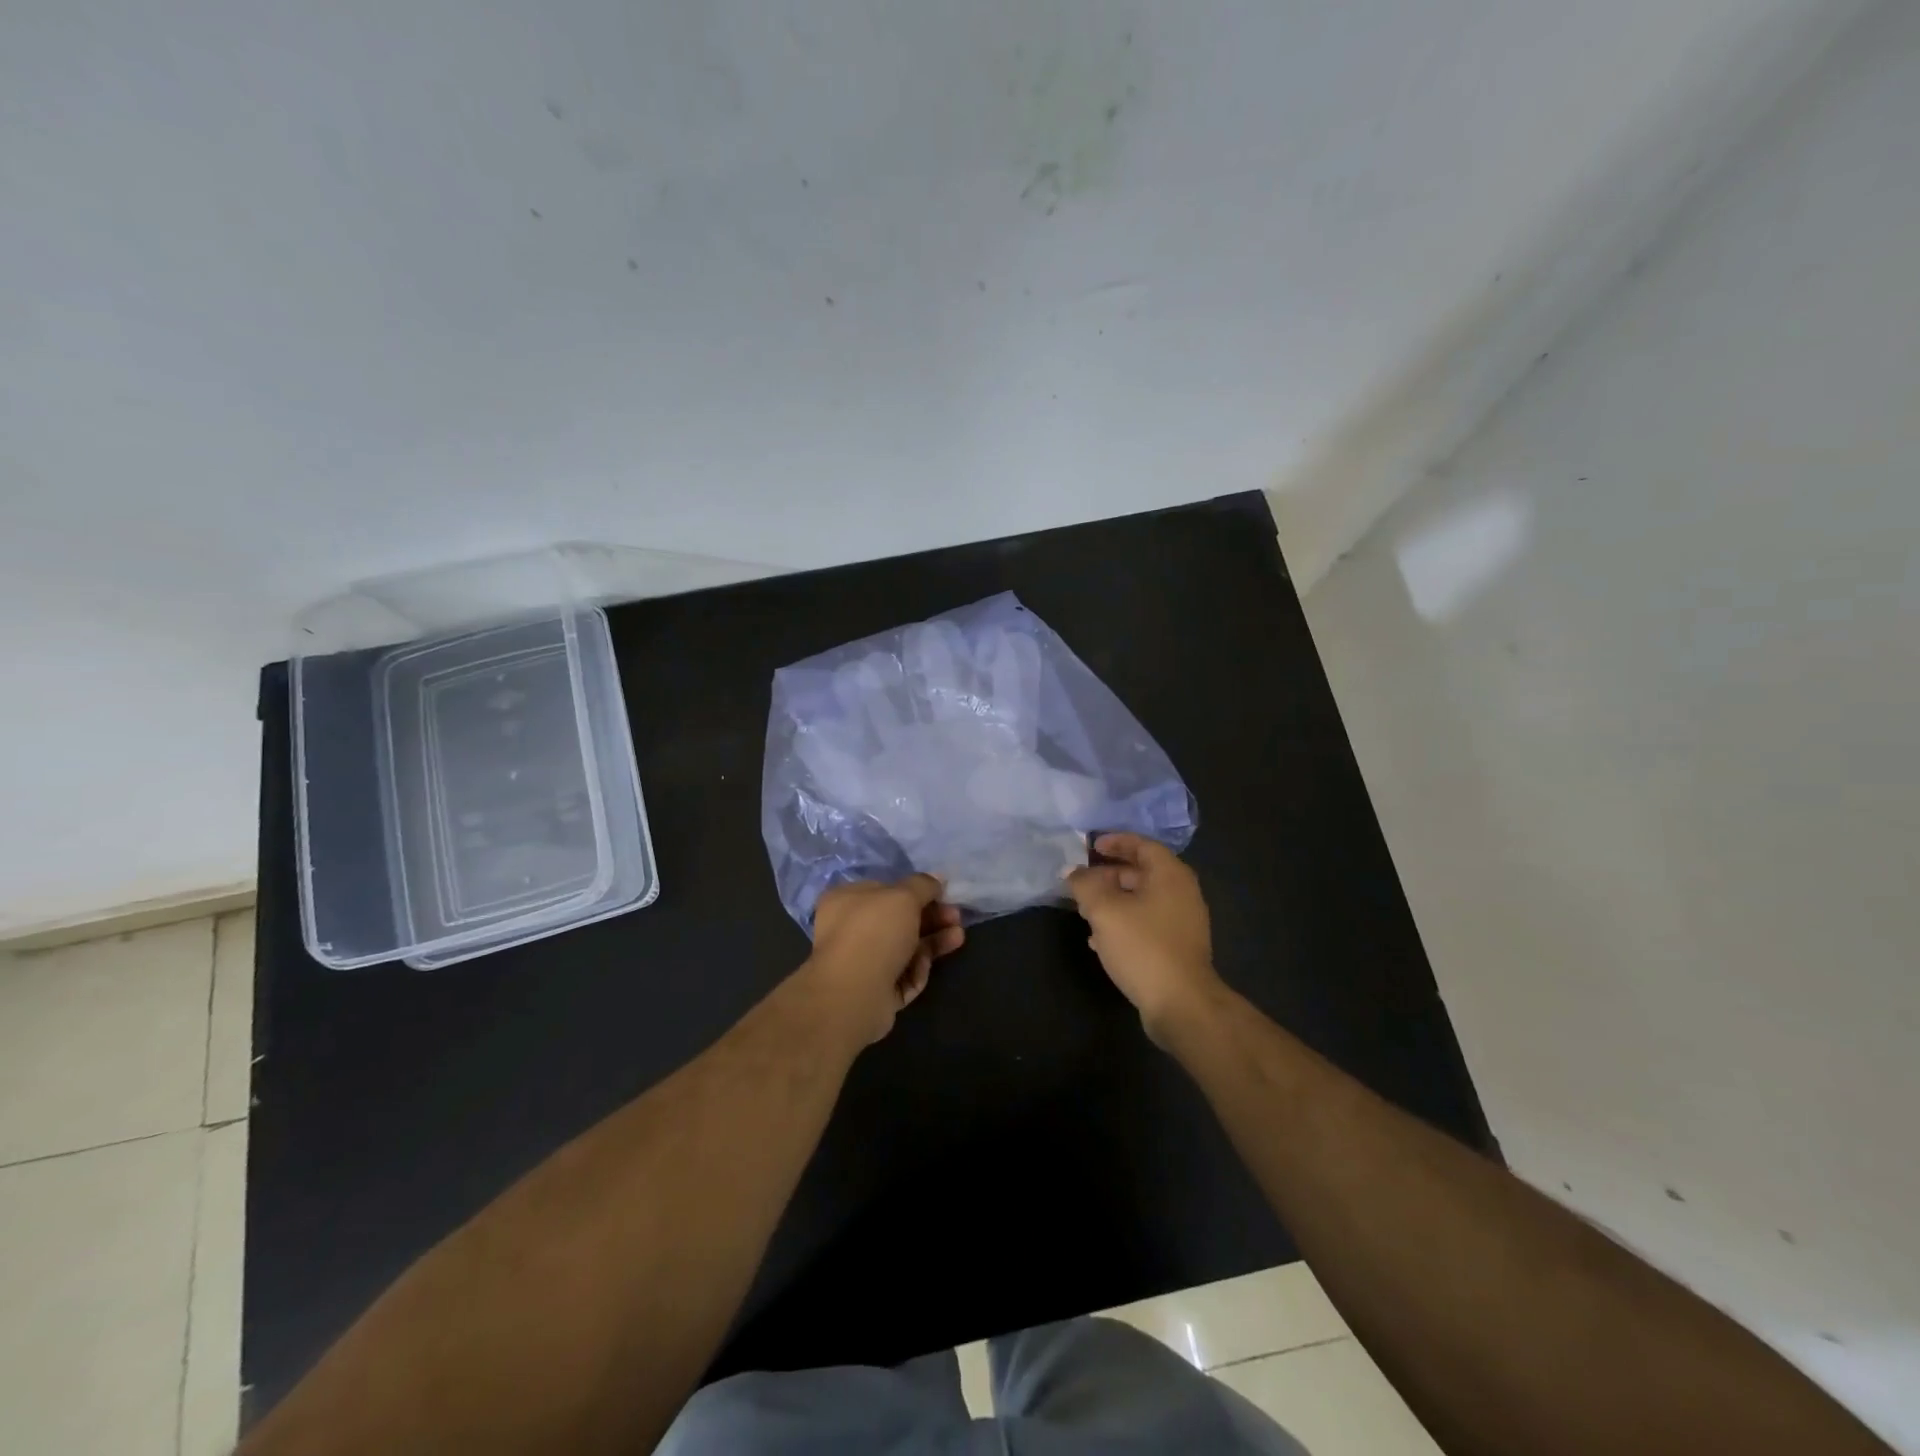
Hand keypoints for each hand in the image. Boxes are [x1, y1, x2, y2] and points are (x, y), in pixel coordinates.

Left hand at [805, 875, 965, 1045]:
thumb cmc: (875, 932)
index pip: (884, 889)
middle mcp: (850, 929)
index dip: (915, 890)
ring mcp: (862, 962)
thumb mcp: (904, 896)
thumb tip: (937, 878)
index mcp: (846, 900)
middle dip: (930, 916)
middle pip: (898, 920)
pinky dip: (920, 967)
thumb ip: (923, 885)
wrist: (854, 993)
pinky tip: (930, 963)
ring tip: (958, 936)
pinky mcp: (875, 990)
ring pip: (905, 947)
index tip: (942, 893)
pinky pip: (903, 974)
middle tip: (955, 916)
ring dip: (933, 940)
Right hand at [1066, 834, 1223, 1042]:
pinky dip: (1124, 922)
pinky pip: (1147, 923)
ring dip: (1114, 900)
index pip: (1142, 845)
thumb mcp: (1104, 910)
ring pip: (1143, 899)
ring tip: (1085, 910)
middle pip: (1142, 872)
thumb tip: (1071, 870)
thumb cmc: (1143, 946)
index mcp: (1170, 874)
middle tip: (1082, 880)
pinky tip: (1100, 940)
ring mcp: (1183, 921)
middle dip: (1109, 874)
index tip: (1090, 846)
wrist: (1181, 1003)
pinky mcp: (1178, 947)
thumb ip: (1084, 885)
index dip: (1115, 841)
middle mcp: (1182, 892)